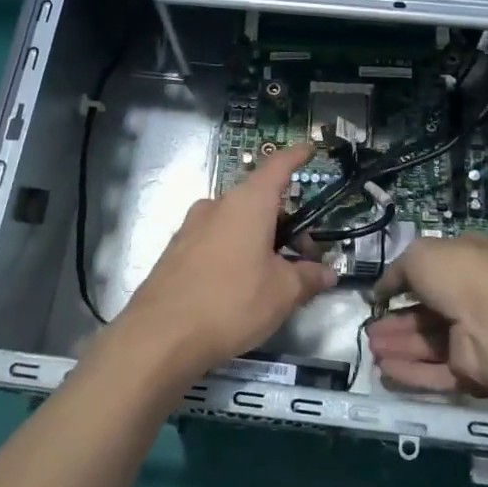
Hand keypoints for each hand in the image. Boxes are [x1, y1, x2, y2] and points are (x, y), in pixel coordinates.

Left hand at [113, 147, 337, 376]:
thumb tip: (327, 273)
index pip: (277, 166)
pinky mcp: (175, 251)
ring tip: (274, 275)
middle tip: (304, 255)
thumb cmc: (232, 303)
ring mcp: (191, 227)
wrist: (160, 337)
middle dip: (285, 221)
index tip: (309, 149)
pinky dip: (235, 251)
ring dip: (259, 238)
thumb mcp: (282, 293)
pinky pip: (215, 241)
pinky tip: (241, 285)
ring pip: (236, 222)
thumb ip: (308, 278)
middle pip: (258, 200)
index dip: (296, 156)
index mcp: (248, 203)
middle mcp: (217, 206)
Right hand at [366, 235, 487, 401]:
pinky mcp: (472, 370)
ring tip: (370, 350)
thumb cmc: (458, 274)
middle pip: (427, 313)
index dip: (405, 283)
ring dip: (399, 346)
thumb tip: (382, 290)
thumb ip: (396, 272)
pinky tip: (384, 370)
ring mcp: (474, 335)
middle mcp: (472, 297)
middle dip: (396, 322)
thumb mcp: (418, 255)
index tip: (381, 296)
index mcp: (467, 262)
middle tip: (369, 330)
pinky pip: (436, 371)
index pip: (433, 272)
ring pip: (429, 343)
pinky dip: (410, 371)